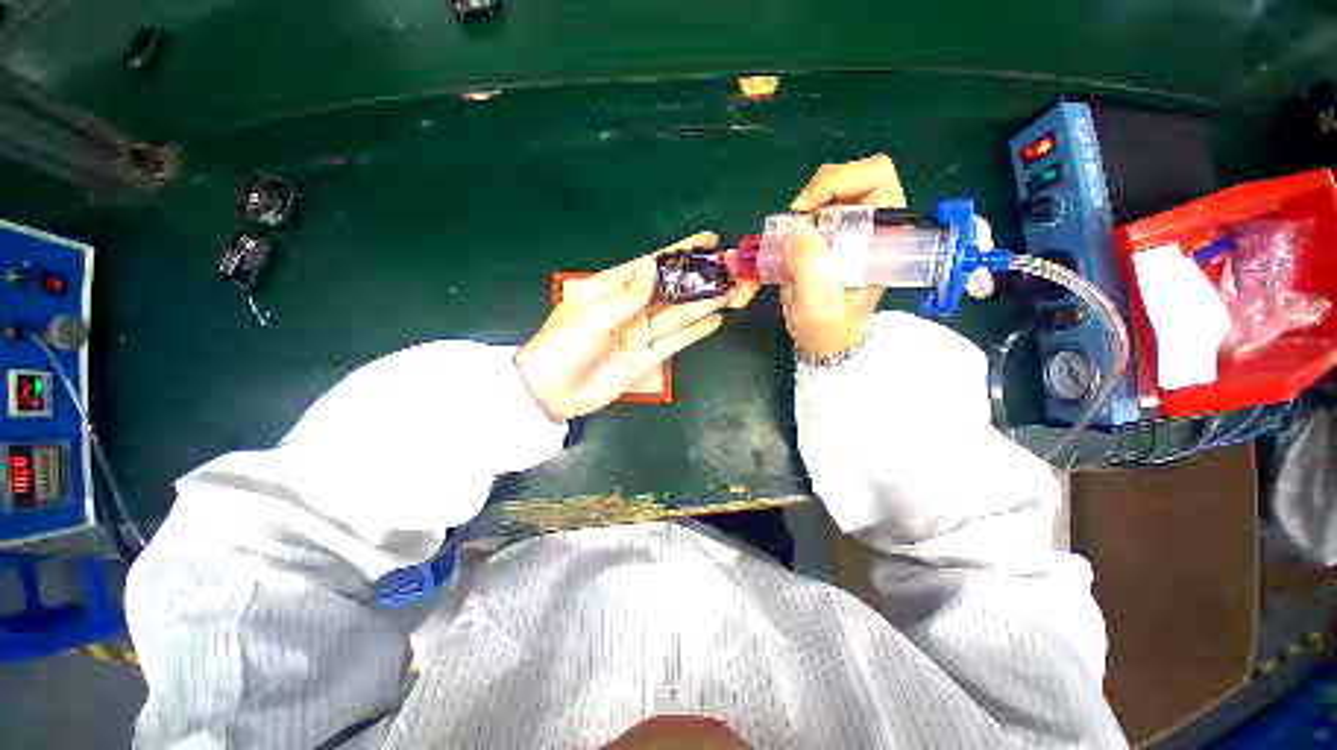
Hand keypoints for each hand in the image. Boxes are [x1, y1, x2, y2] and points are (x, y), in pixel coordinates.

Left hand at [516, 233, 755, 421]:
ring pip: (679, 315)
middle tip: (732, 271)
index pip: (652, 265)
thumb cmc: (566, 346)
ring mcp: (641, 333)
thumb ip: (627, 295)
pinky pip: (676, 341)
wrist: (554, 392)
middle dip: (700, 280)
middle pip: (672, 291)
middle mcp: (631, 308)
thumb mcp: (593, 316)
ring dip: (705, 304)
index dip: (680, 252)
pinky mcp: (648, 356)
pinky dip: (695, 332)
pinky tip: (714, 321)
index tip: (708, 241)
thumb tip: (652, 264)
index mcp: (613, 289)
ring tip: (732, 293)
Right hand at [782, 154, 906, 359]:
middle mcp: (868, 226)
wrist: (822, 342)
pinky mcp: (825, 240)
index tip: (806, 212)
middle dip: (811, 198)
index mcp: (882, 235)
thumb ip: (810, 264)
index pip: (875, 176)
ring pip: (820, 197)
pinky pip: (804, 218)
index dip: (838, 182)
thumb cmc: (828, 327)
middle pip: (844, 180)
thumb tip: (796, 225)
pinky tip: (778, 251)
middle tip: (791, 228)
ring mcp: (845, 231)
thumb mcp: (819, 301)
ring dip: (795, 217)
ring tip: (783, 246)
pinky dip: (786, 229)